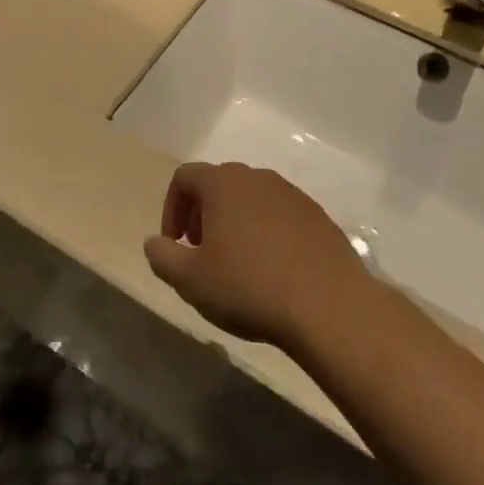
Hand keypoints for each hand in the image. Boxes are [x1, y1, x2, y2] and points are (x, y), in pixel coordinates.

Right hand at [143, 162, 369, 349]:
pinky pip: (281, 217)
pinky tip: (272, 272)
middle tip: (201, 253)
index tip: (175, 244)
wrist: (329, 306)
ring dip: (235, 224)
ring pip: (252, 200)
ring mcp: (293, 195)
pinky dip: (267, 235)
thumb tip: (155, 243)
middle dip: (202, 215)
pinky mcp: (319, 218)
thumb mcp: (190, 280)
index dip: (171, 209)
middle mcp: (258, 178)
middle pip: (219, 185)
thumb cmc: (249, 286)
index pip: (184, 177)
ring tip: (237, 265)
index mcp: (223, 182)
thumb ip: (162, 257)